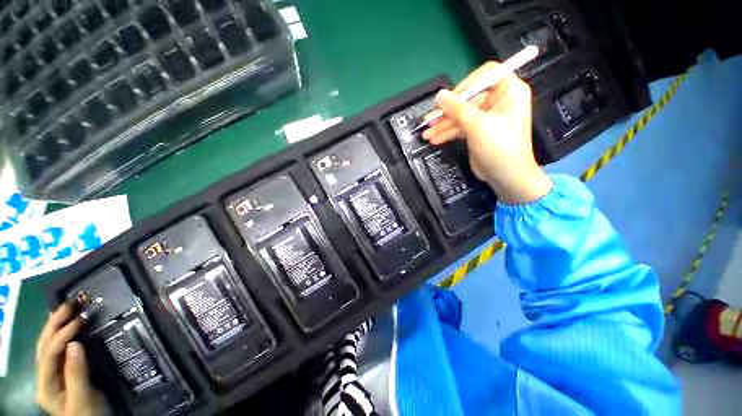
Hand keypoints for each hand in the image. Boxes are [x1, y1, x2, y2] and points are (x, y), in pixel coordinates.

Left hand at [36, 304, 110, 415]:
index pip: (49, 355)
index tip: (79, 320)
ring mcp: (52, 376)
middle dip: (53, 325)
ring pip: (48, 346)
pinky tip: (64, 326)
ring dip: (55, 326)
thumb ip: (77, 373)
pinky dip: (60, 335)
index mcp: (46, 386)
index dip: (61, 336)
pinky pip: (58, 351)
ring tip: (66, 310)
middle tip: (69, 305)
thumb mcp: (84, 398)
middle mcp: (44, 378)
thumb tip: (76, 344)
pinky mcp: (62, 373)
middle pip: (44, 347)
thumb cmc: (89, 414)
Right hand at [422, 62, 552, 203]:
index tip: (449, 98)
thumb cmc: (499, 148)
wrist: (506, 177)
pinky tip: (435, 139)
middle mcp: (498, 101)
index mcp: (508, 91)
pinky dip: (447, 133)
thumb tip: (439, 95)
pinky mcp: (477, 131)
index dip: (466, 84)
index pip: (486, 75)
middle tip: (428, 121)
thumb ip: (457, 108)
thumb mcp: (477, 125)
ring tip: (427, 134)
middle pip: (467, 99)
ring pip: (460, 115)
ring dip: (443, 125)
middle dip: (447, 112)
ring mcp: (486, 117)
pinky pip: (460, 127)